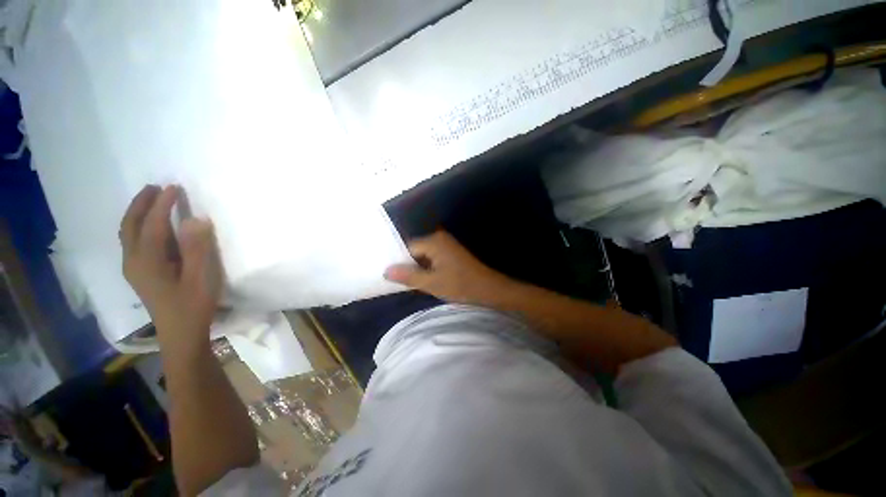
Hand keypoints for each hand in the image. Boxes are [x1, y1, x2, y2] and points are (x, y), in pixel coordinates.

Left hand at [120, 185, 222, 348]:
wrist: (181, 333)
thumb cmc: (194, 305)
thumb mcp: (201, 277)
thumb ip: (197, 248)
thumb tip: (195, 219)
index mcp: (148, 261)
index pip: (153, 224)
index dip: (163, 204)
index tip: (174, 187)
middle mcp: (134, 260)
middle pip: (131, 225)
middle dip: (141, 203)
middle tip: (155, 187)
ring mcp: (134, 268)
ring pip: (128, 233)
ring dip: (137, 213)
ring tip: (151, 200)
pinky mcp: (139, 274)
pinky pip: (133, 242)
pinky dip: (139, 226)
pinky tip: (150, 226)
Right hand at [384, 231, 512, 304]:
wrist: (489, 289)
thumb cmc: (461, 285)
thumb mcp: (431, 283)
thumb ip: (408, 276)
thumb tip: (386, 271)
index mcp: (433, 241)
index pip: (407, 248)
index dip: (399, 262)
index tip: (392, 277)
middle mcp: (439, 238)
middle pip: (415, 251)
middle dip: (408, 266)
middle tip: (401, 282)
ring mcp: (446, 245)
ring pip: (423, 256)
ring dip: (418, 269)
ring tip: (411, 283)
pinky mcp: (451, 253)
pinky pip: (432, 259)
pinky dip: (428, 269)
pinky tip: (425, 281)